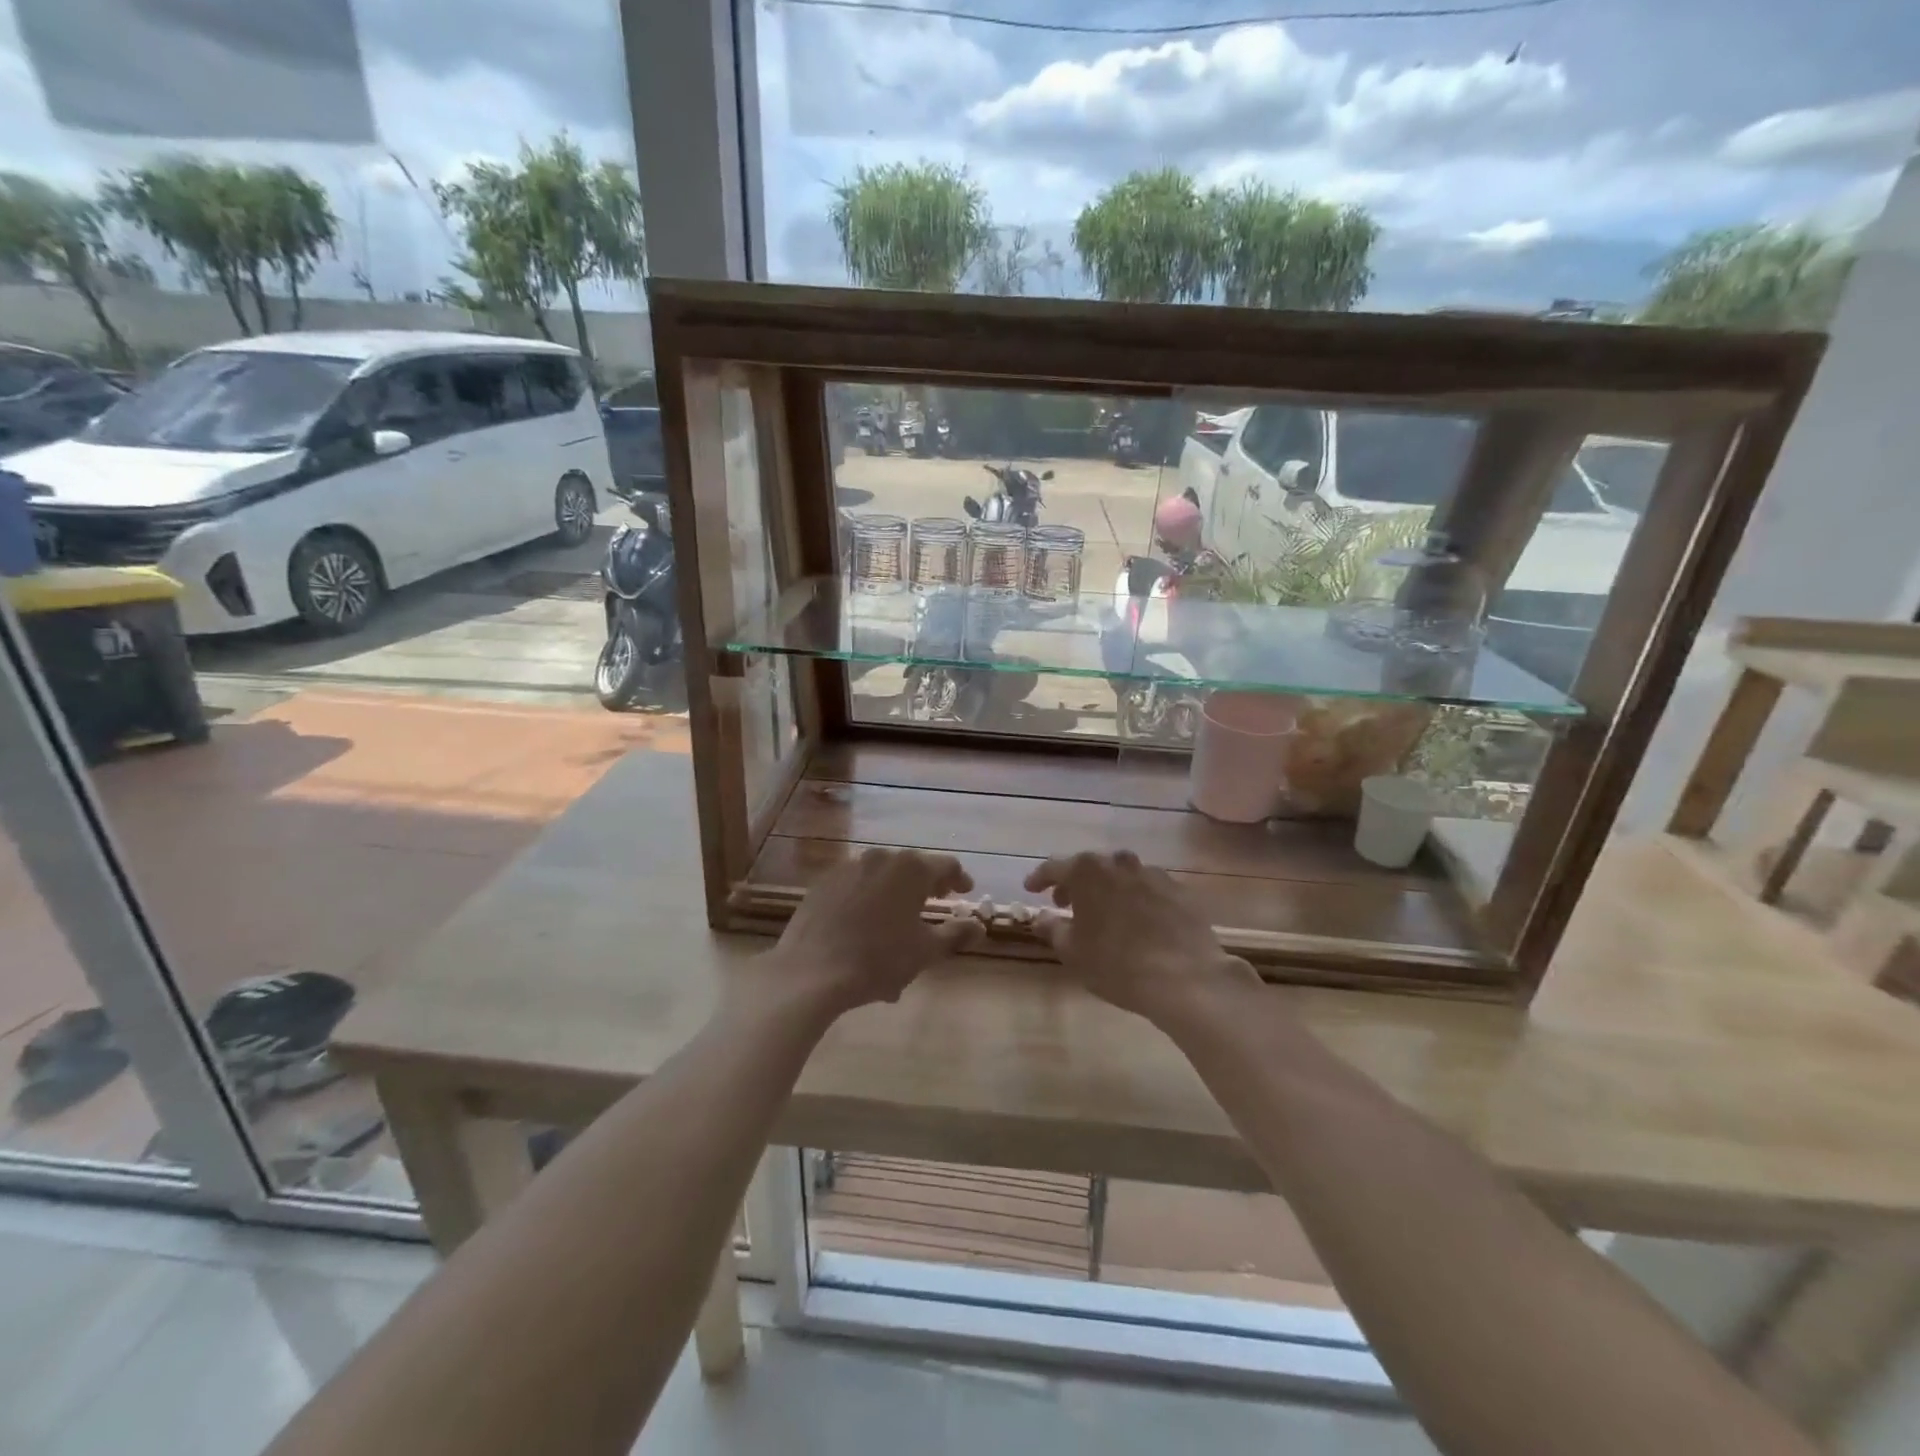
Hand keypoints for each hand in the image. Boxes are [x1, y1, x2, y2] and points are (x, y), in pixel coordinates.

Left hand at [754, 849, 982, 1021]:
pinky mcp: (822, 883)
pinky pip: (855, 887)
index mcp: (911, 869)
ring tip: (897, 926)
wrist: (810, 972)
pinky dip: (867, 902)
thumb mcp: (925, 951)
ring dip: (895, 896)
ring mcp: (847, 868)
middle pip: (912, 868)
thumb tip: (979, 925)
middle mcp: (880, 858)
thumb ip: (956, 934)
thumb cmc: (878, 960)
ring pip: (881, 879)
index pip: (946, 866)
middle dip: (926, 886)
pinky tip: (865, 929)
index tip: (965, 892)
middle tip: (934, 904)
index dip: (959, 879)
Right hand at [1024, 851, 1257, 1027]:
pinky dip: (1135, 899)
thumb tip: (1041, 916)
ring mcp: (1153, 874)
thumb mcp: (1072, 951)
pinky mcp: (1179, 891)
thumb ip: (1052, 928)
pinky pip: (1147, 889)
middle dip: (1074, 883)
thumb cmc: (1116, 964)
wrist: (1186, 978)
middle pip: (1089, 867)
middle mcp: (1119, 863)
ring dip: (1107, 889)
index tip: (1031, 890)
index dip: (1039, 879)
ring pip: (1120, 875)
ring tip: (1102, 913)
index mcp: (1087, 871)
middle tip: (1065, 905)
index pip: (1054, 867)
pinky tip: (1137, 922)